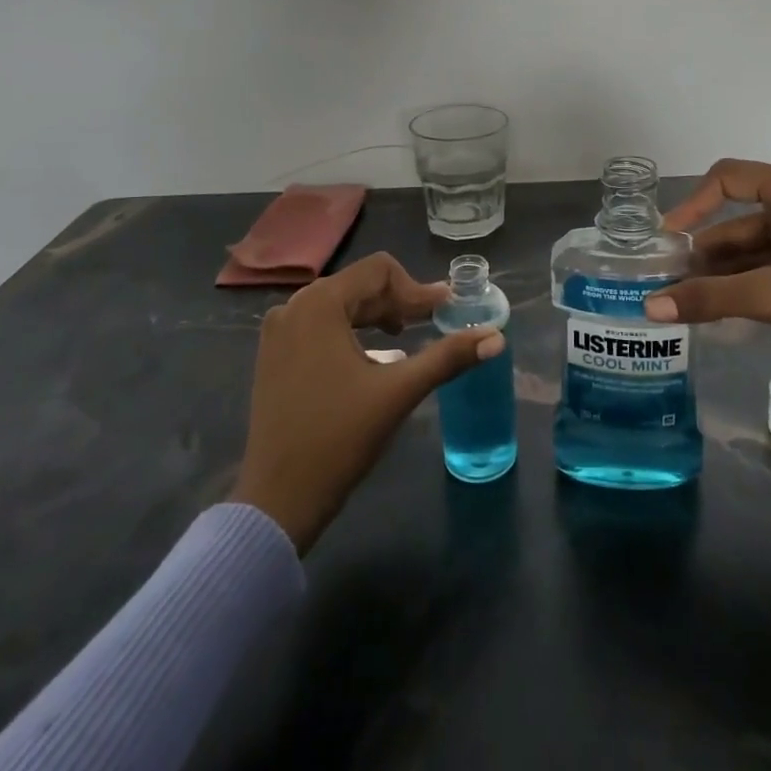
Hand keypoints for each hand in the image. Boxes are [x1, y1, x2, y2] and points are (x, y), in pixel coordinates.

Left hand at [230, 252, 504, 551]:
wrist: (278, 499)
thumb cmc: (339, 438)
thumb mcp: (399, 391)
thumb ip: (448, 356)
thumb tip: (497, 336)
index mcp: (319, 305)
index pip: (379, 270)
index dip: (417, 288)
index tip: (444, 312)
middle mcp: (293, 307)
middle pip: (359, 285)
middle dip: (399, 302)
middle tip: (432, 324)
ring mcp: (278, 332)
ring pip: (340, 304)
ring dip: (377, 315)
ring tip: (405, 338)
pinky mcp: (274, 356)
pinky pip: (320, 325)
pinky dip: (352, 331)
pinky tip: (372, 356)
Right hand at [645, 160, 770, 450]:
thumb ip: (709, 297)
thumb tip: (649, 307)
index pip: (727, 178)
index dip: (691, 204)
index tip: (664, 239)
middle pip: (737, 219)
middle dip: (701, 250)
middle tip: (664, 282)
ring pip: (752, 248)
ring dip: (719, 272)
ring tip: (681, 301)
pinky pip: (769, 268)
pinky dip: (742, 285)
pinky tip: (716, 309)